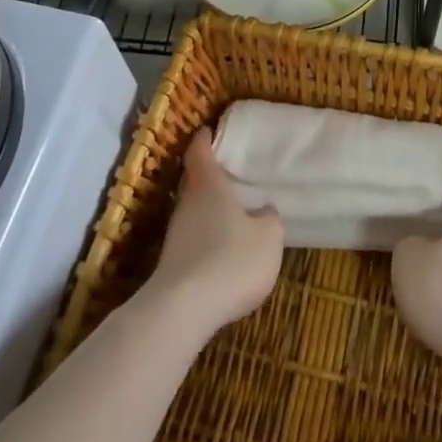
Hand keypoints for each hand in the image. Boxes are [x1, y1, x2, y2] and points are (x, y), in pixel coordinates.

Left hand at [147, 128, 283, 337]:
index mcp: (209, 185)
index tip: (210, 130)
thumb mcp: (268, 238)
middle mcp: (187, 203)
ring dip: (210, 213)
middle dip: (211, 179)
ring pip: (194, 213)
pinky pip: (193, 241)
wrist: (183, 311)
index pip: (200, 151)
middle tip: (233, 175)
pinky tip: (224, 254)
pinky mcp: (172, 265)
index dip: (205, 139)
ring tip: (235, 216)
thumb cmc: (231, 260)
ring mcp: (176, 235)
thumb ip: (268, 219)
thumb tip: (263, 210)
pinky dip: (207, 240)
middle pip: (196, 182)